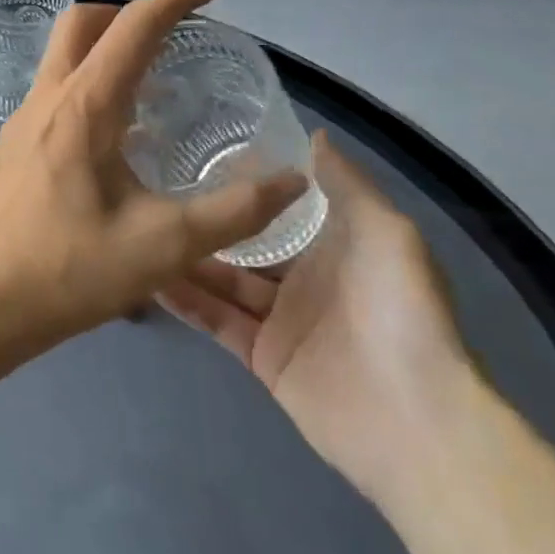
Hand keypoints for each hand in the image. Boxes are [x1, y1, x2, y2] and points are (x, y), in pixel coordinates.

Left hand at [0, 0, 307, 350]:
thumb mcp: (165, 245)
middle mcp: (48, 98)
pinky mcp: (15, 145)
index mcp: (84, 106)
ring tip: (155, 82)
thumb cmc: (70, 271)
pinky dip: (90, 82)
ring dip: (106, 48)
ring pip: (62, 55)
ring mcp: (23, 120)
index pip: (132, 27)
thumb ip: (235, 211)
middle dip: (130, 13)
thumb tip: (291, 182)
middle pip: (82, 23)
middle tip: (175, 36)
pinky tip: (118, 132)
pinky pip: (55, 89)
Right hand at [158, 132, 473, 507]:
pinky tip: (149, 276)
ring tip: (139, 231)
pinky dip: (187, 301)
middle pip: (245, 246)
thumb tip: (314, 135)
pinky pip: (217, 321)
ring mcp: (281, 321)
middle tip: (154, 193)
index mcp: (336, 247)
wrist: (414, 418)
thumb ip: (346, 184)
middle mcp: (305, 280)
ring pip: (223, 282)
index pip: (280, 210)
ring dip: (187, 260)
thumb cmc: (400, 310)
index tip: (200, 156)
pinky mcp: (262, 358)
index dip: (246, 188)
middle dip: (207, 223)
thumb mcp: (386, 231)